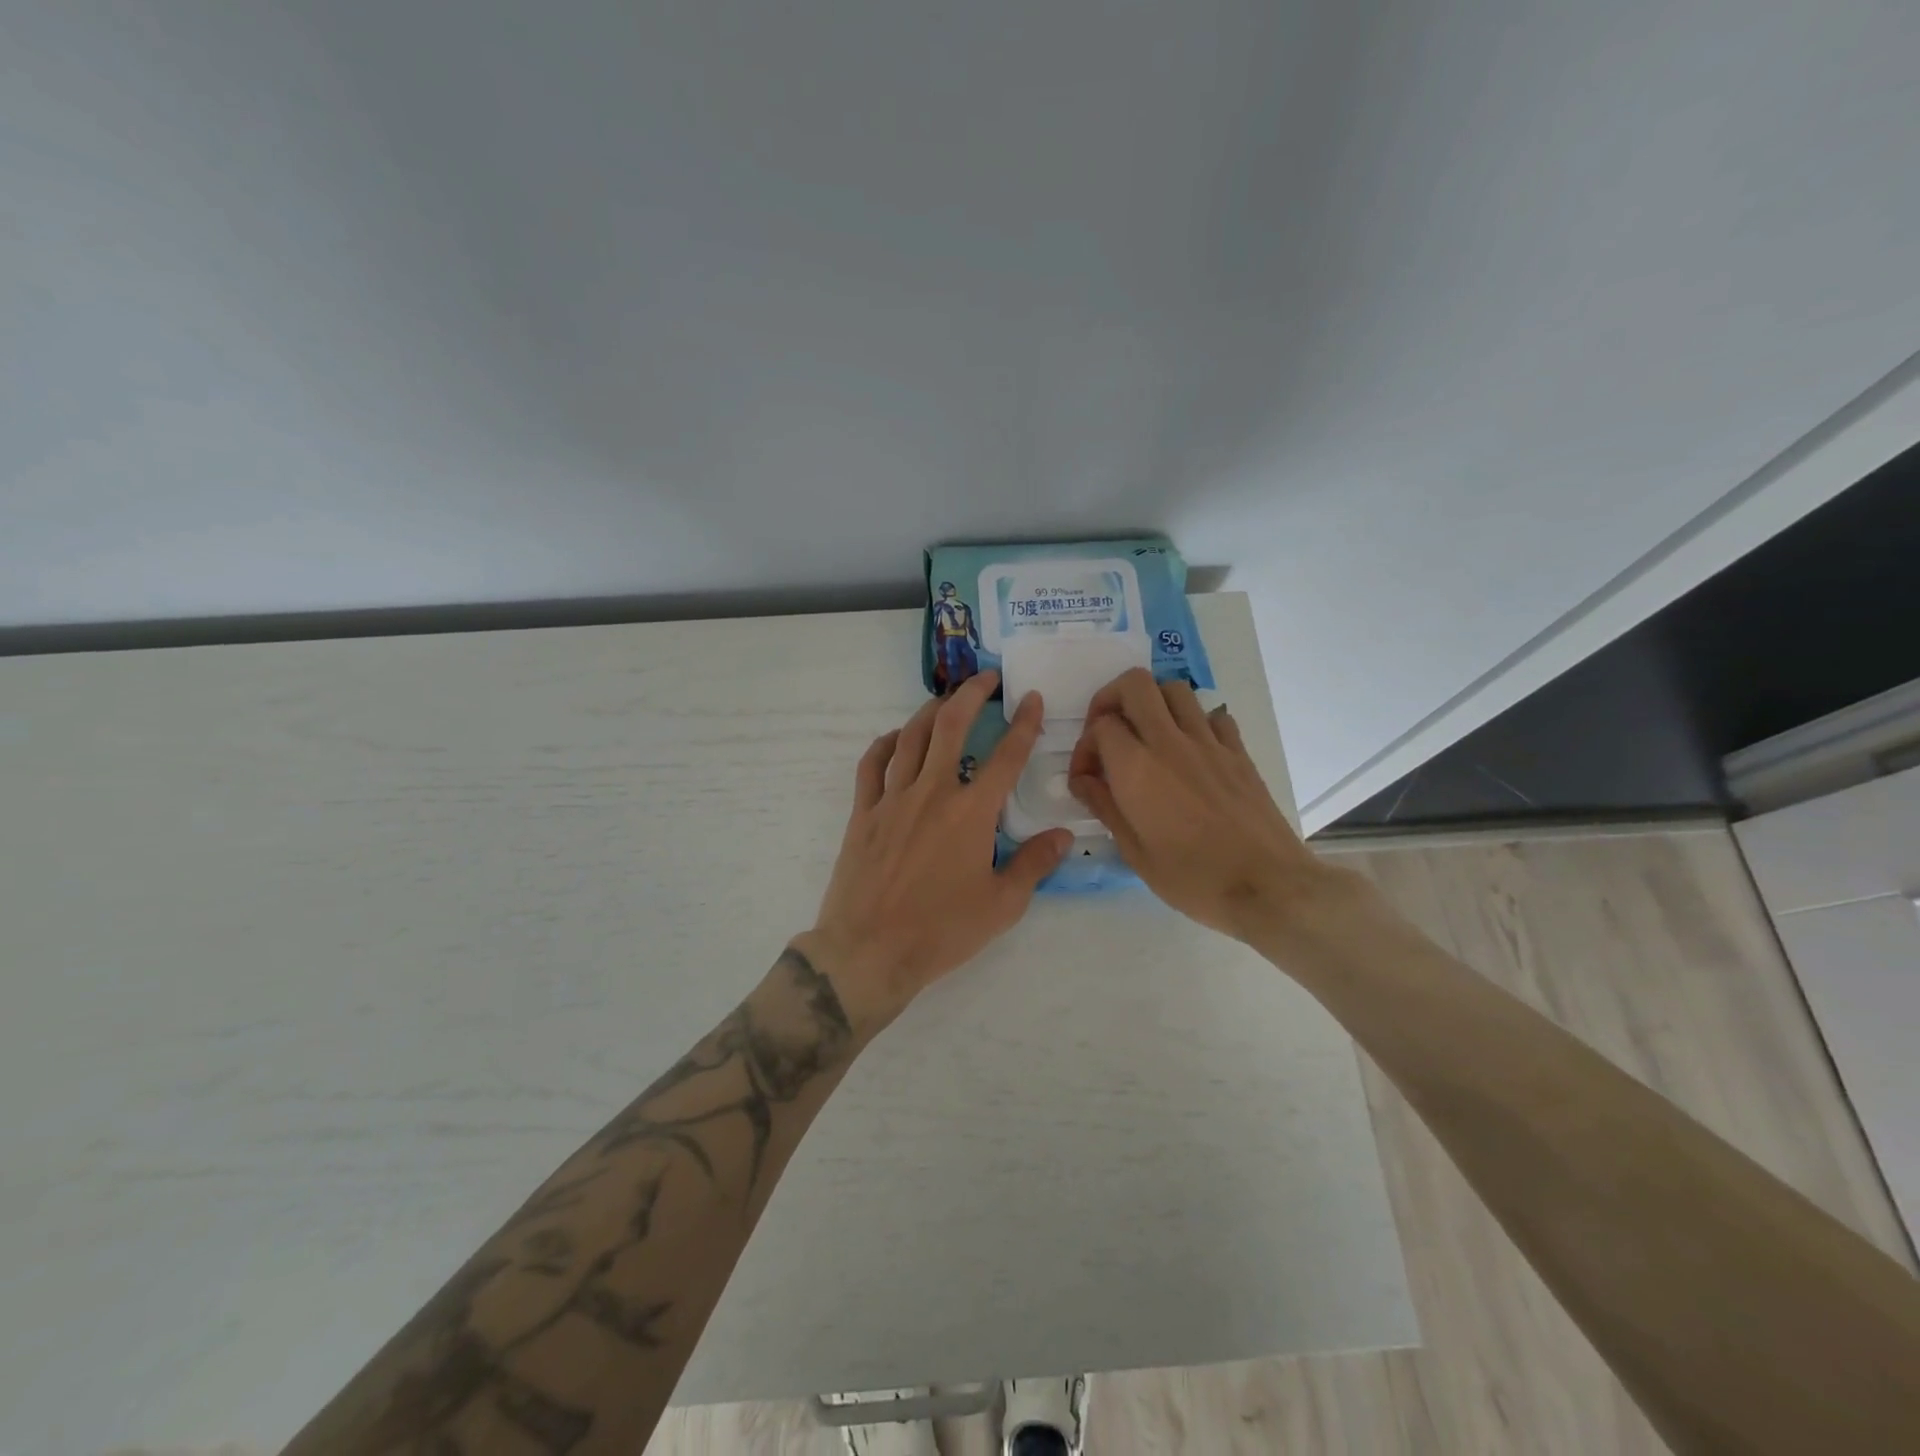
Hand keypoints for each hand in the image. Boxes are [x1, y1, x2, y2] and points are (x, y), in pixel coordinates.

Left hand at [800, 671, 1074, 1034]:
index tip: (1032, 698)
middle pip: (951, 726)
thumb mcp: (1002, 905)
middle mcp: (932, 793)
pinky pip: (872, 765)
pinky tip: (896, 738)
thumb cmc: (942, 931)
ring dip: (930, 711)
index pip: (1006, 756)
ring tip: (946, 700)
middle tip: (986, 678)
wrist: (870, 950)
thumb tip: (1063, 835)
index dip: (1024, 723)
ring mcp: (892, 799)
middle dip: (971, 694)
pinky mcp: (862, 813)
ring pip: (911, 737)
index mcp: (971, 813)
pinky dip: (886, 744)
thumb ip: (1035, 864)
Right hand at [1067, 668, 1338, 942]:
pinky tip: (1190, 750)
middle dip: (1112, 698)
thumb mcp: (1134, 852)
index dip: (1085, 746)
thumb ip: (1104, 806)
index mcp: (1136, 767)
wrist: (1268, 886)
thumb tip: (1083, 780)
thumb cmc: (1193, 877)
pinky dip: (1194, 721)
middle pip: (1136, 684)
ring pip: (1175, 689)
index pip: (1100, 725)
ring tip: (1147, 735)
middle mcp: (1170, 742)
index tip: (1088, 776)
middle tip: (1109, 731)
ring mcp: (1209, 742)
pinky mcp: (1238, 752)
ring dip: (1153, 702)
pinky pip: (1212, 715)